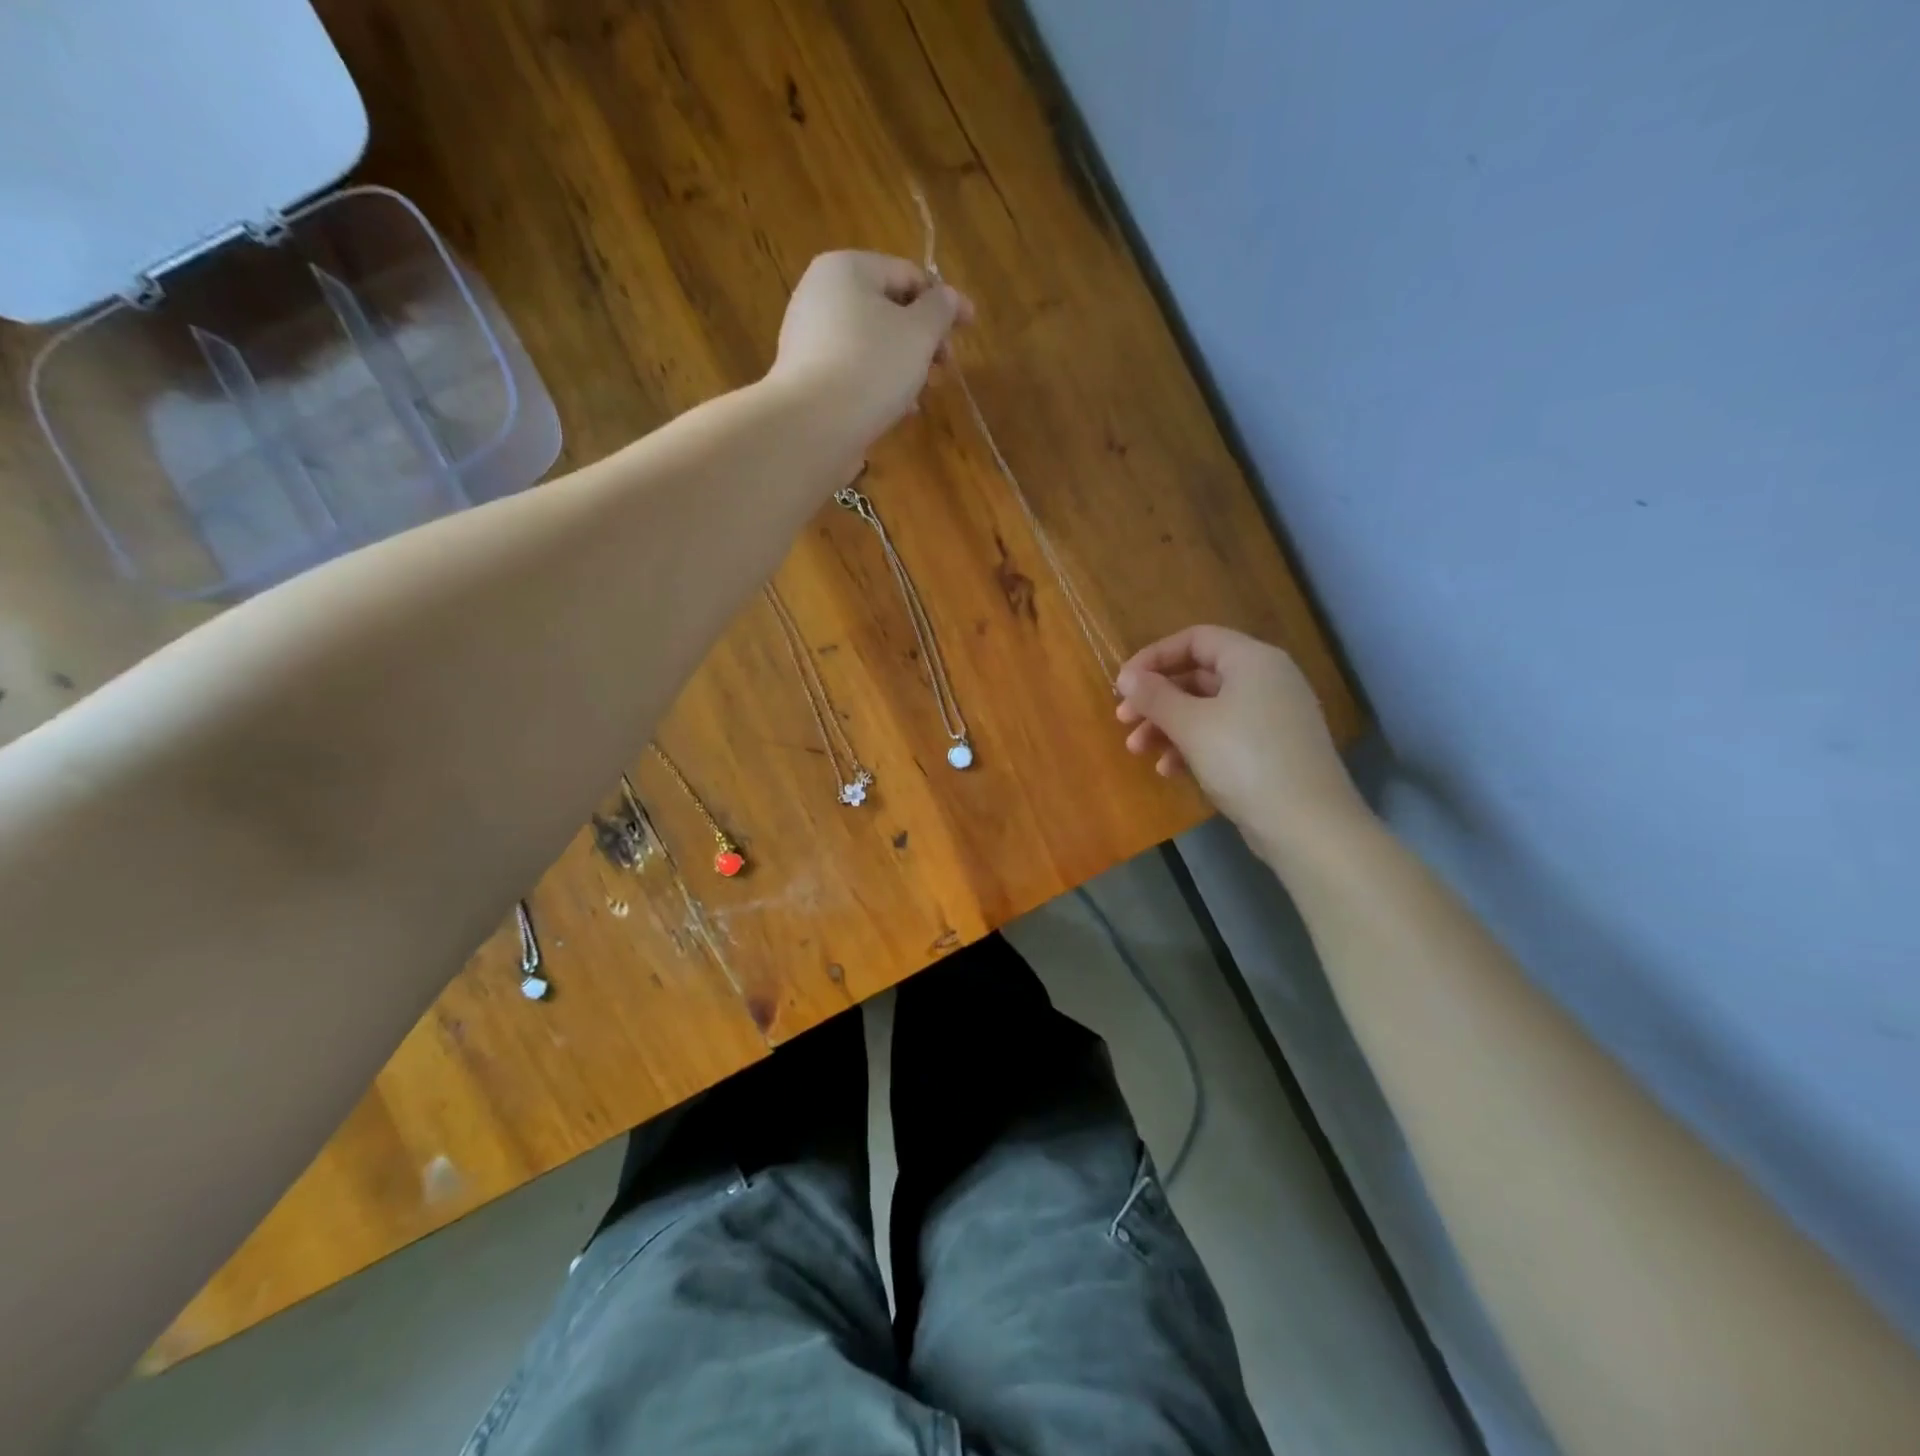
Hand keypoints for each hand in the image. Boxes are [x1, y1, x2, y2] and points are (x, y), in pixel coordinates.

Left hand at [768, 251, 972, 445]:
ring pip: (870, 344)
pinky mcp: (806, 377)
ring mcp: (807, 337)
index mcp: (846, 268)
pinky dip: (877, 384)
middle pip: (886, 309)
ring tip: (922, 395)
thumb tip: (948, 297)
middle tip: (945, 367)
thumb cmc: (872, 367)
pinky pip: (851, 371)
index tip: (970, 326)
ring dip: (903, 365)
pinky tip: (895, 410)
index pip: (907, 274)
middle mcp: (820, 294)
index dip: (944, 300)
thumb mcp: (919, 333)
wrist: (813, 426)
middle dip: (922, 338)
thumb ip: (940, 309)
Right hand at [1116, 625, 1366, 859]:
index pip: (1195, 639)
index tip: (1124, 684)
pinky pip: (1223, 734)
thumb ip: (1154, 696)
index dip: (1154, 657)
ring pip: (1207, 709)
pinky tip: (1169, 770)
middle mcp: (1266, 680)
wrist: (1307, 825)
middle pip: (1198, 675)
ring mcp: (1272, 716)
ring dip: (1168, 726)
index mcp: (1252, 660)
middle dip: (1156, 699)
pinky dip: (1192, 745)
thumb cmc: (1244, 760)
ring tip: (1138, 750)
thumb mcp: (1190, 724)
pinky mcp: (1272, 749)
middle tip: (1123, 720)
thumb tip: (1126, 676)